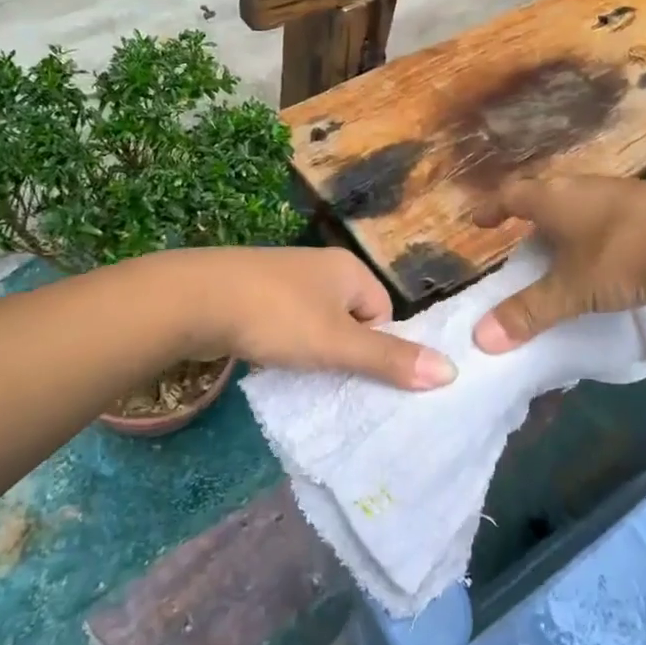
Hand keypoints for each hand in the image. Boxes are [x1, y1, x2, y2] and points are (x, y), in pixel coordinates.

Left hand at [186, 247, 455, 389]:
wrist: (193, 298)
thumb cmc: (277, 316)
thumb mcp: (338, 343)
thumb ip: (390, 360)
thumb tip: (451, 371)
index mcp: (348, 268)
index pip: (384, 312)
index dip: (375, 346)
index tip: (352, 369)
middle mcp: (319, 267)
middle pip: (351, 319)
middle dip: (343, 351)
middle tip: (328, 378)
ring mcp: (283, 278)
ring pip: (316, 324)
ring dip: (311, 351)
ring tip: (297, 372)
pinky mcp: (253, 293)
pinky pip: (285, 324)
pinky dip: (283, 344)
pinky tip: (268, 360)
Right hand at [471, 177, 645, 352]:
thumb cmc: (623, 256)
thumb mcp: (572, 289)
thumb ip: (528, 312)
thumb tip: (481, 338)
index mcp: (556, 199)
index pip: (512, 196)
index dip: (493, 208)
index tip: (479, 220)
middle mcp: (584, 187)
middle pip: (548, 196)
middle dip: (532, 217)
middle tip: (523, 240)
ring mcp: (622, 193)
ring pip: (582, 205)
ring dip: (568, 225)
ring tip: (564, 251)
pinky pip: (611, 216)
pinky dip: (599, 234)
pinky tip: (611, 256)